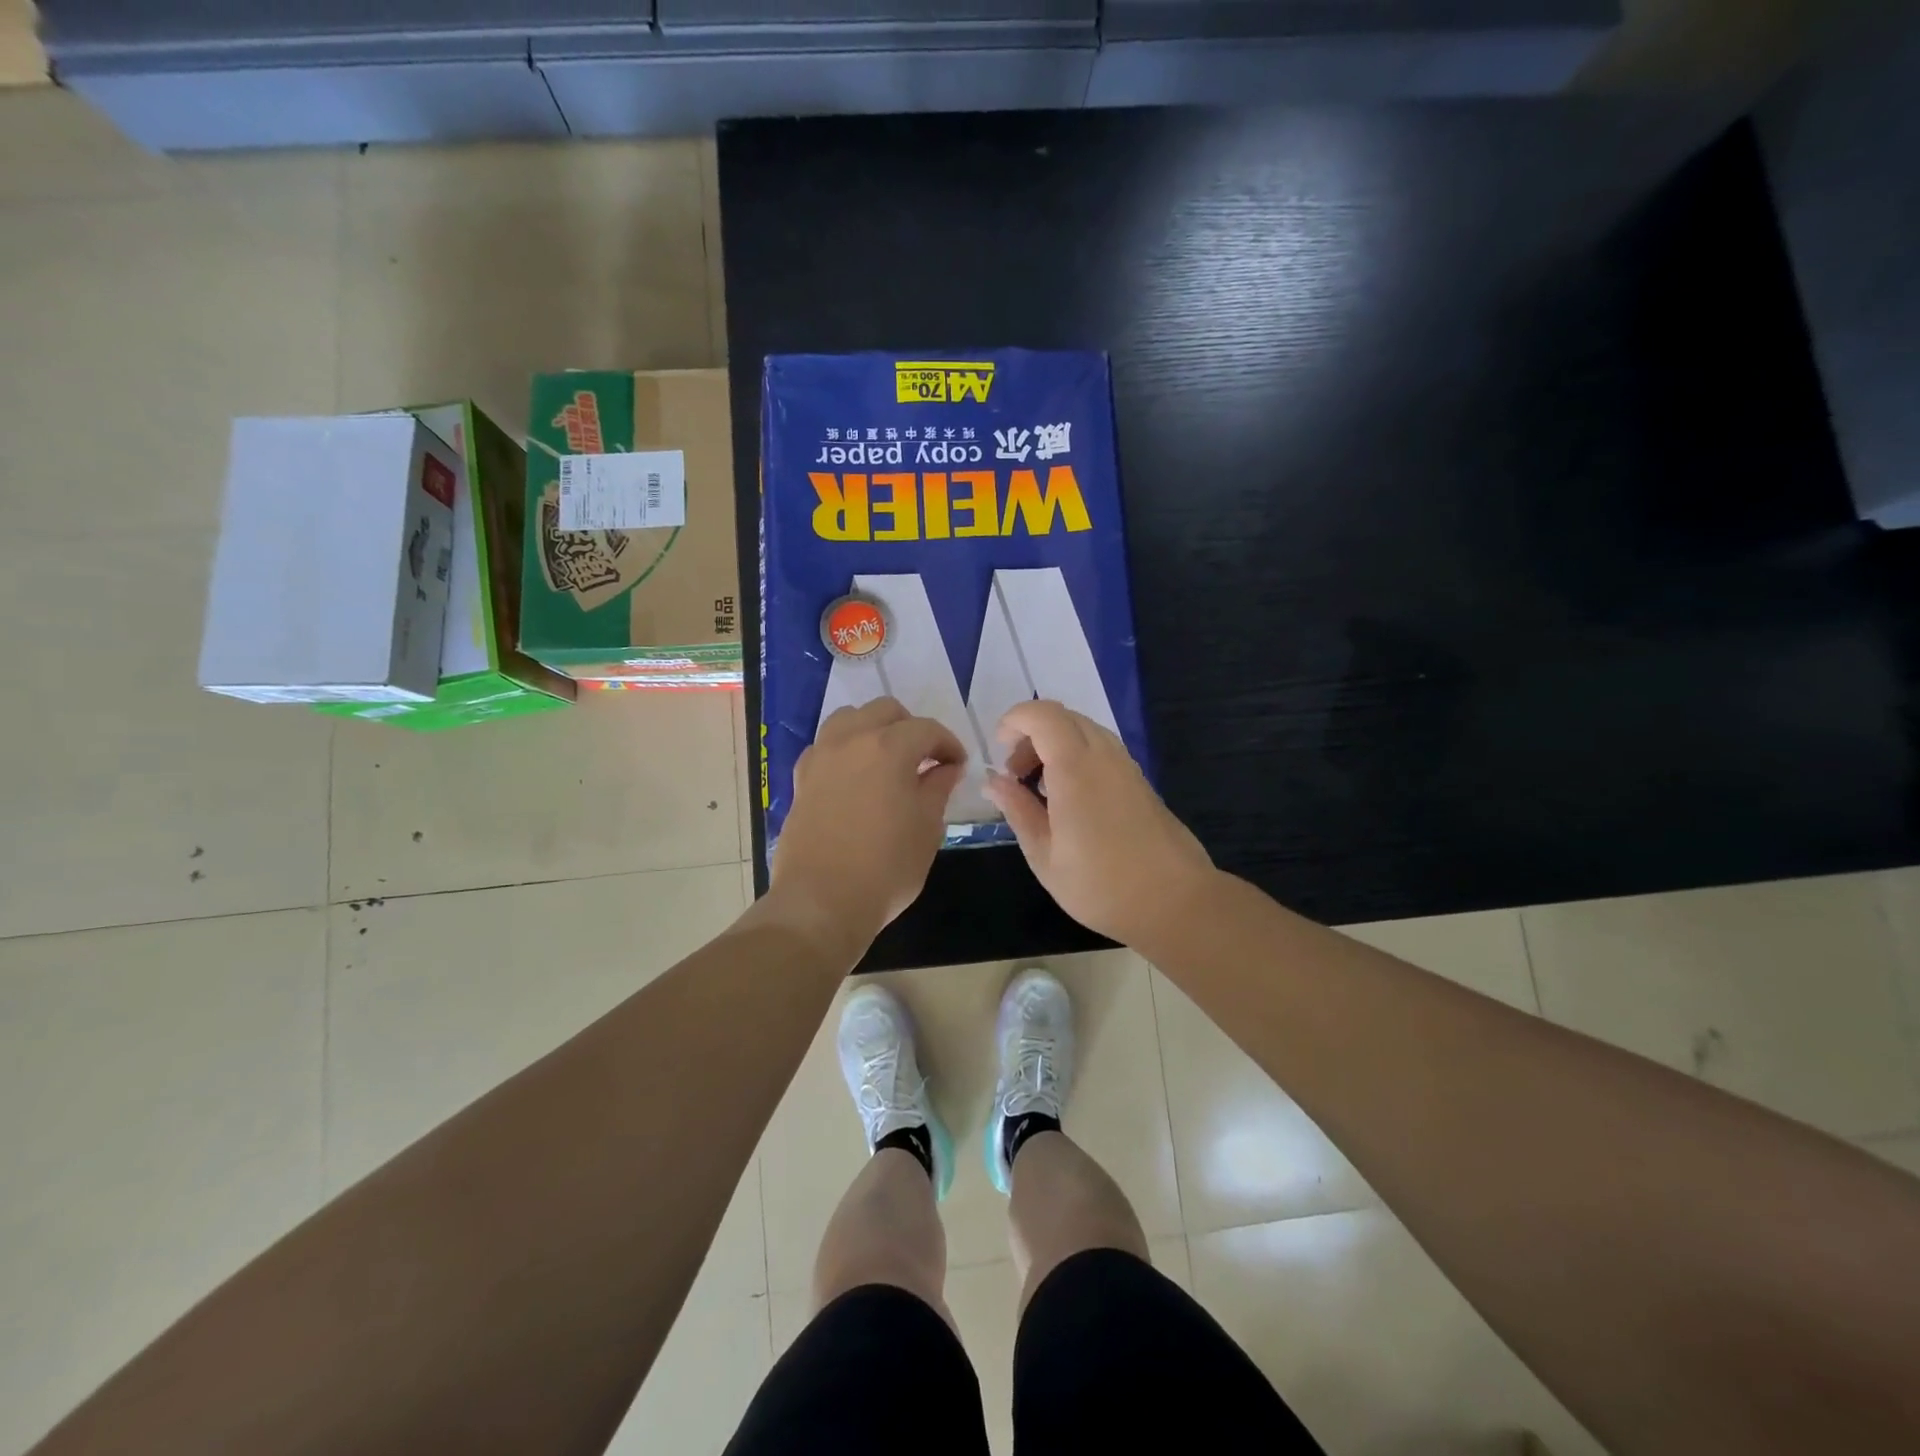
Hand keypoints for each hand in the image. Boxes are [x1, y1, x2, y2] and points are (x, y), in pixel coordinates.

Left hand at [769, 697, 966, 961]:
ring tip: (887, 761)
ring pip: (848, 719)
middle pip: (885, 711)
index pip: (927, 729)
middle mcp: (851, 740)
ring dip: (873, 730)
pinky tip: (855, 779)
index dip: (948, 744)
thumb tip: (945, 768)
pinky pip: (826, 747)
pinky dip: (845, 750)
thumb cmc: (886, 867)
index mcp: (888, 747)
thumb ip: (938, 788)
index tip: (957, 766)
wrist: (821, 902)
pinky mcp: (801, 779)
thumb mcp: (927, 828)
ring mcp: (820, 757)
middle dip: (910, 728)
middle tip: (925, 759)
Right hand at [982, 700, 1216, 948]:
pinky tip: (1071, 802)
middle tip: (1016, 776)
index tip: (1000, 754)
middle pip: (1063, 717)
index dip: (1014, 721)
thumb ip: (1017, 809)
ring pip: (1084, 731)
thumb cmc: (1100, 884)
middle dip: (1031, 735)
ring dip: (1055, 746)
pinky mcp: (1141, 781)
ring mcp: (1127, 766)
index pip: (1042, 714)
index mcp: (1075, 767)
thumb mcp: (1044, 854)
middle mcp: (1104, 755)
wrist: (1175, 902)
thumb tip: (993, 781)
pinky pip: (1102, 750)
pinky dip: (1077, 758)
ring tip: (1041, 791)